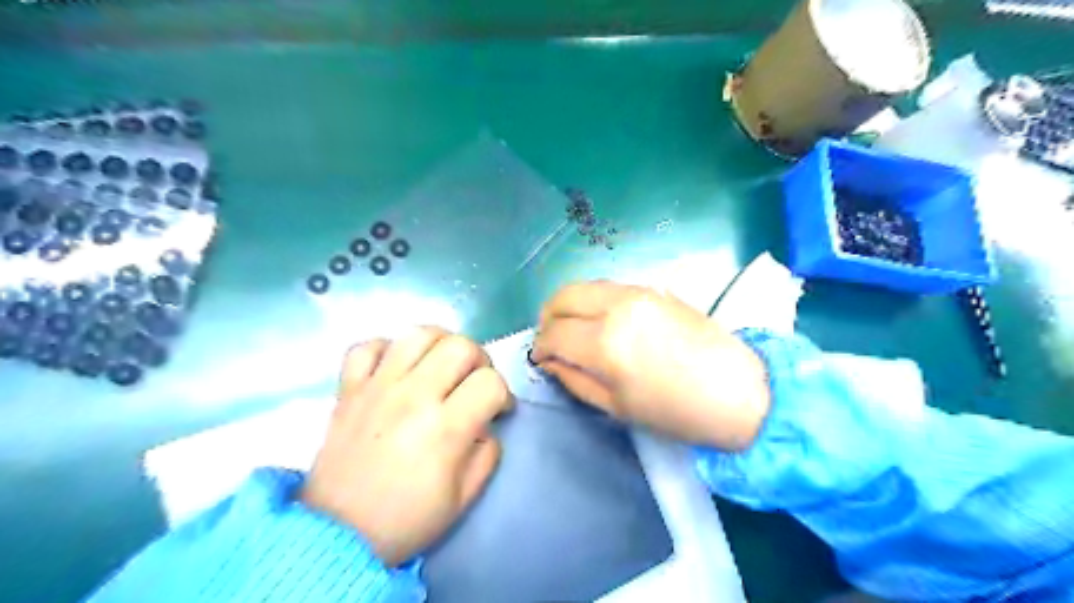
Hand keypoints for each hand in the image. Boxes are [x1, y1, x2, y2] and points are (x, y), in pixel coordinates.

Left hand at [299, 328, 511, 567]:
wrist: (337, 534)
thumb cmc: (407, 519)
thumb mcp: (464, 498)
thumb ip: (488, 453)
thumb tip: (486, 422)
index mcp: (445, 428)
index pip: (491, 383)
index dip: (504, 394)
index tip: (497, 410)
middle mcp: (413, 397)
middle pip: (460, 346)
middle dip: (479, 360)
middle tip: (472, 383)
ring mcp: (377, 387)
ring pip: (418, 334)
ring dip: (440, 344)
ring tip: (440, 365)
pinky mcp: (348, 388)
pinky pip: (368, 346)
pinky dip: (387, 349)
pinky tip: (396, 368)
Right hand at [530, 280, 766, 448]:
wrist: (739, 390)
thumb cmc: (676, 412)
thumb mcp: (616, 406)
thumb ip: (574, 379)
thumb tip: (549, 361)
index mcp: (606, 343)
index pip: (554, 333)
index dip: (540, 346)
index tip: (540, 358)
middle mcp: (617, 307)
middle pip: (562, 296)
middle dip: (547, 317)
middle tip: (551, 340)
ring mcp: (638, 292)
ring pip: (584, 286)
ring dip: (569, 306)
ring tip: (573, 330)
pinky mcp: (654, 288)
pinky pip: (608, 288)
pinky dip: (593, 301)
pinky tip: (600, 322)